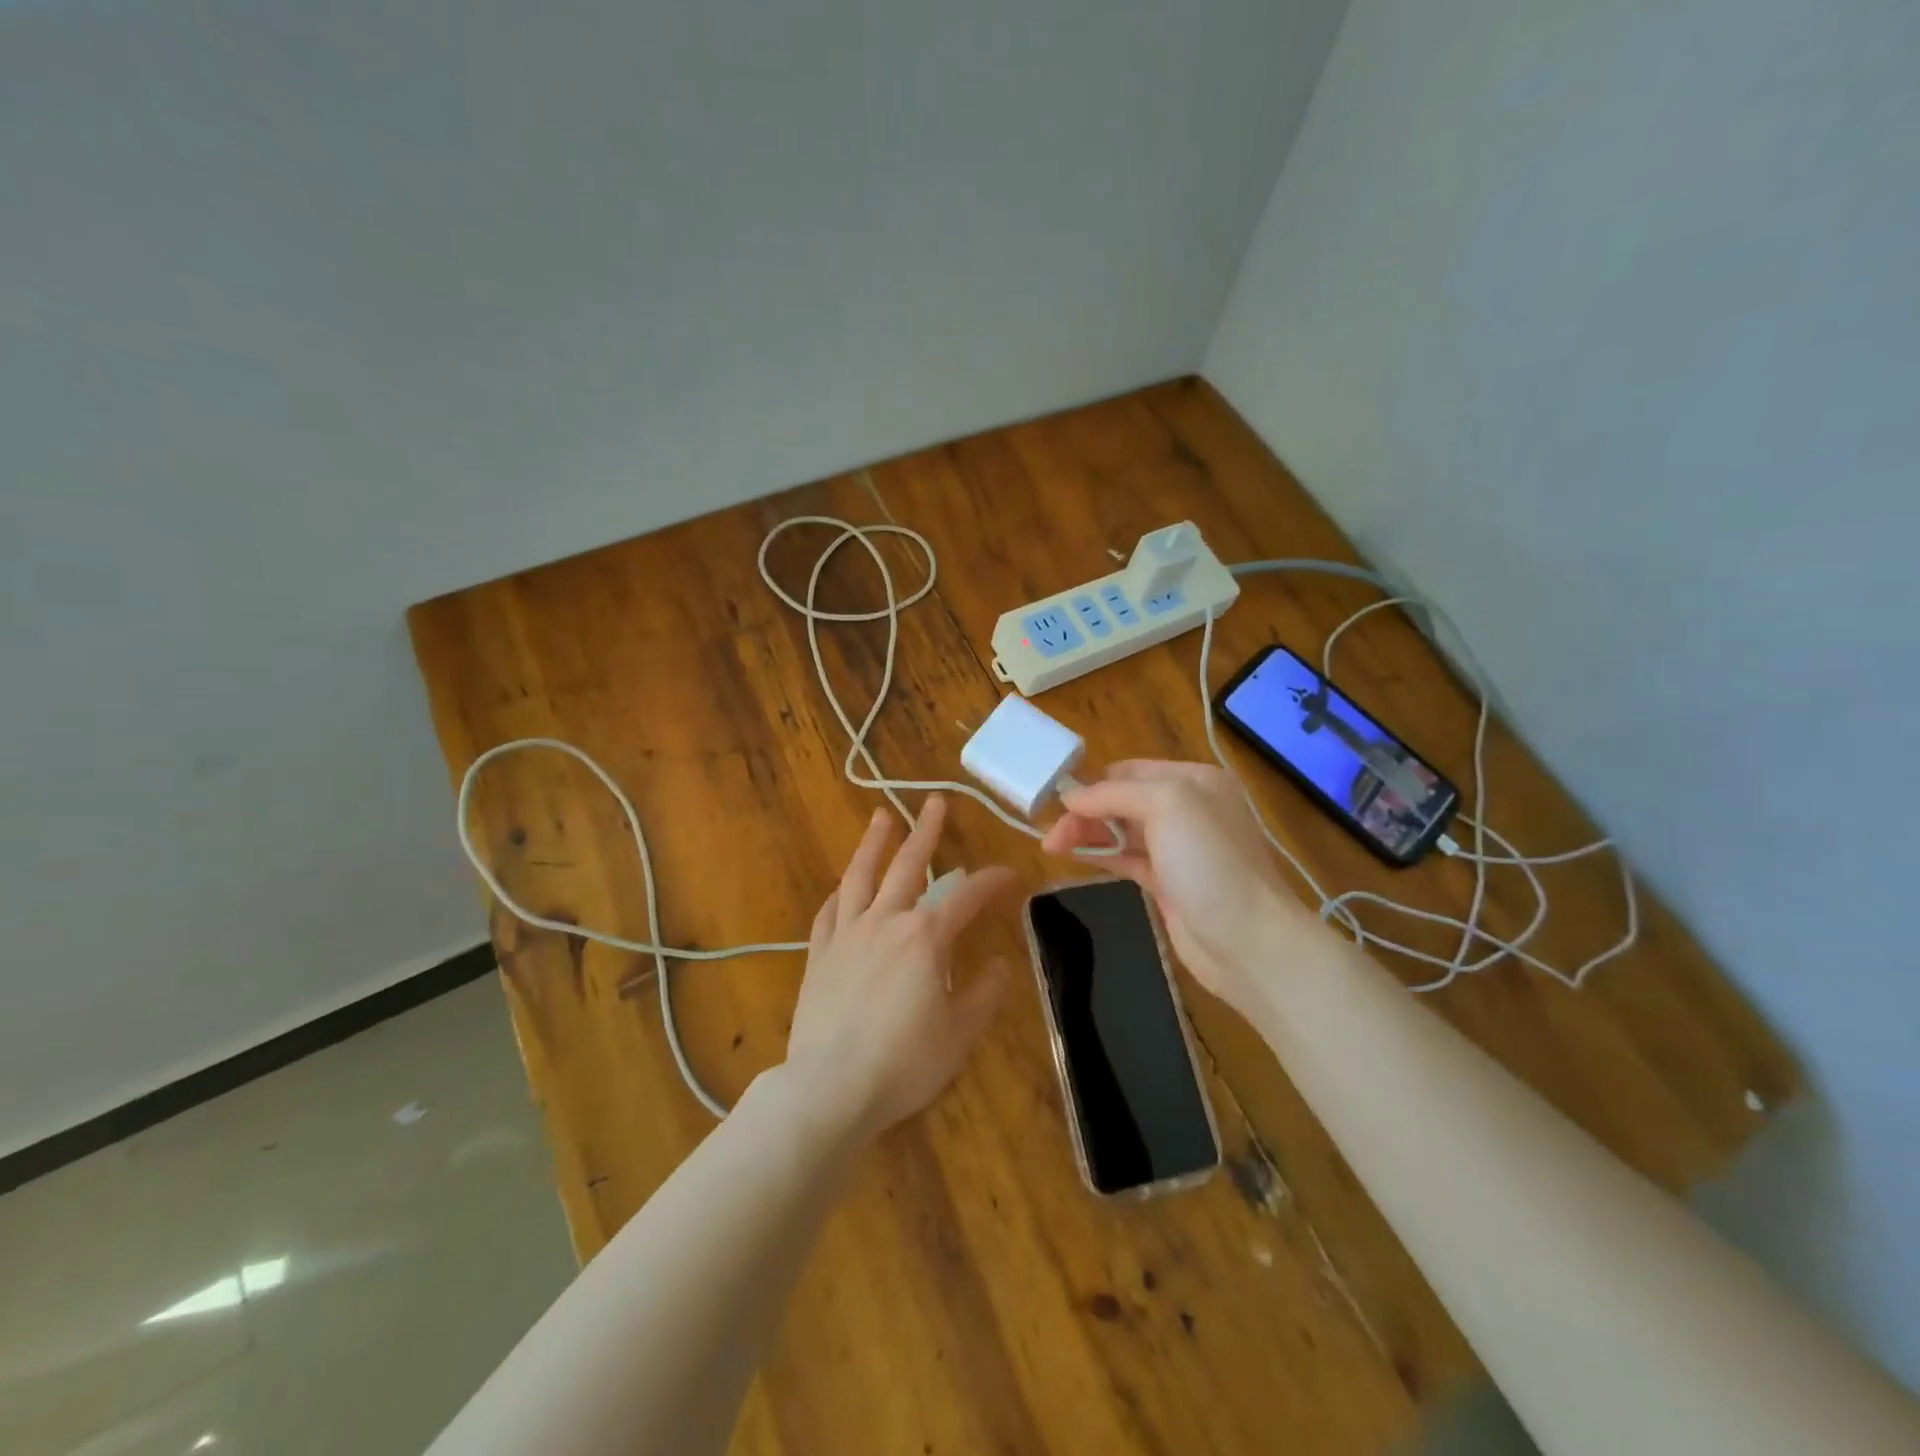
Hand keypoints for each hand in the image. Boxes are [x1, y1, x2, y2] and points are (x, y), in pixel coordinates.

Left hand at [784, 795, 1015, 1138]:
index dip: (992, 882)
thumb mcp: (960, 1032)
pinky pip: (829, 913)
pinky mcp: (819, 955)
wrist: (830, 1086)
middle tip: (935, 802)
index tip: (1010, 874)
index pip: (967, 897)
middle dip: (927, 832)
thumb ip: (984, 993)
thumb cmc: (905, 1062)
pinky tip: (844, 887)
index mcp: (925, 937)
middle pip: (908, 865)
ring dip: (874, 844)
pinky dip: (840, 894)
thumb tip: (999, 964)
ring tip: (882, 817)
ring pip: (861, 876)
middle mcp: (885, 922)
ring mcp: (847, 935)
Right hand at [1042, 761, 1312, 1021]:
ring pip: (1122, 830)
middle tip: (1051, 834)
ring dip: (1088, 833)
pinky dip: (1100, 854)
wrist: (1248, 942)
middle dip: (1087, 811)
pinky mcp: (1169, 882)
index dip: (1094, 783)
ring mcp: (1180, 848)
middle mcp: (1189, 809)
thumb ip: (1115, 794)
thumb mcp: (1167, 806)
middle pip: (1124, 800)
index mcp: (1196, 780)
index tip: (1057, 801)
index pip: (1131, 771)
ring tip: (1052, 845)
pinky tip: (1073, 856)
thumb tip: (1071, 797)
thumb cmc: (1210, 863)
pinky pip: (1127, 858)